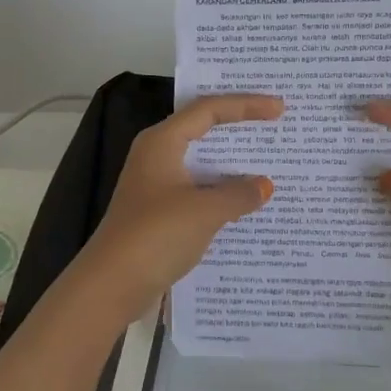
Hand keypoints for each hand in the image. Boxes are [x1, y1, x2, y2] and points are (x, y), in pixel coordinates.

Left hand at [75, 94, 282, 317]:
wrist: (110, 285)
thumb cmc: (155, 235)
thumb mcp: (204, 211)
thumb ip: (238, 194)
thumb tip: (264, 185)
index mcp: (162, 142)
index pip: (208, 110)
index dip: (245, 105)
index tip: (279, 108)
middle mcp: (156, 156)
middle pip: (203, 130)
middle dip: (239, 127)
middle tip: (275, 124)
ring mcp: (156, 185)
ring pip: (202, 163)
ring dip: (232, 164)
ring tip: (269, 162)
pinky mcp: (159, 212)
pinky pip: (198, 190)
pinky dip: (222, 191)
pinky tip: (246, 203)